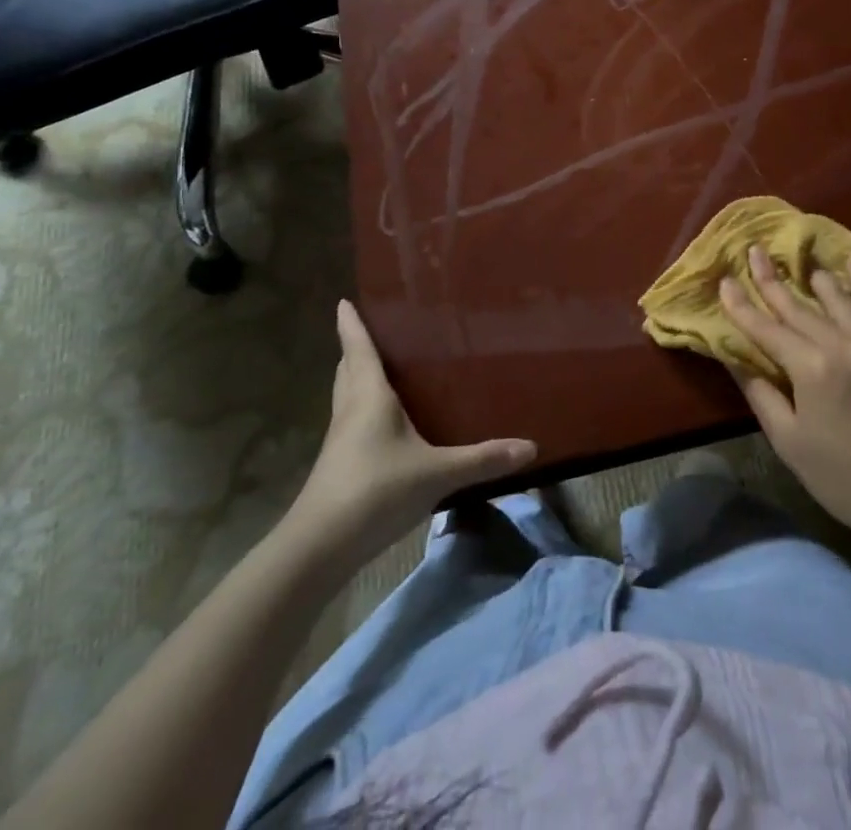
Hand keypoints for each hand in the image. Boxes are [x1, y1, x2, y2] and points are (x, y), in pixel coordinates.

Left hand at [279, 301, 536, 573]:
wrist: (319, 548)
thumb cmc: (375, 491)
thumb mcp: (437, 473)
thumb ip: (483, 459)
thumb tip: (532, 447)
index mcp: (369, 398)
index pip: (359, 350)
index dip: (352, 325)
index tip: (344, 301)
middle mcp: (350, 412)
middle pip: (347, 371)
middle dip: (354, 349)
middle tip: (370, 330)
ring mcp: (340, 442)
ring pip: (346, 397)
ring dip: (355, 378)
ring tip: (377, 367)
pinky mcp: (338, 467)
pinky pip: (350, 423)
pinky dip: (361, 409)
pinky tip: (381, 422)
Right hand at [719, 246, 850, 541]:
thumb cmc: (837, 475)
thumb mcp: (788, 439)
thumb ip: (760, 391)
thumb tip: (733, 355)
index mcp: (812, 368)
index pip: (767, 329)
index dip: (742, 306)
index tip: (724, 281)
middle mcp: (842, 344)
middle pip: (798, 306)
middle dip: (771, 280)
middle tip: (754, 250)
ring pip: (836, 298)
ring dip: (812, 277)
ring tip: (795, 257)